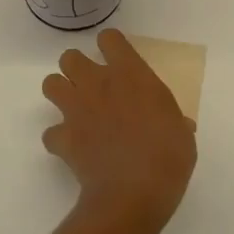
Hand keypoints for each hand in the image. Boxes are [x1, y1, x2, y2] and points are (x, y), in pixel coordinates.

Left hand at [42, 30, 195, 233]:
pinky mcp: (63, 138)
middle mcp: (99, 84)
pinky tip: (72, 147)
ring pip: (50, 84)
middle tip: (93, 86)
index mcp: (132, 75)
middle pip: (70, 57)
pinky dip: (59, 138)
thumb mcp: (182, 133)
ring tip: (76, 109)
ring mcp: (76, 110)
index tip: (118, 59)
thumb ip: (174, 120)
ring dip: (61, 93)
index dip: (111, 46)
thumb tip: (179, 126)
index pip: (110, 39)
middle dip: (76, 68)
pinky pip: (50, 133)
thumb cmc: (168, 156)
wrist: (133, 193)